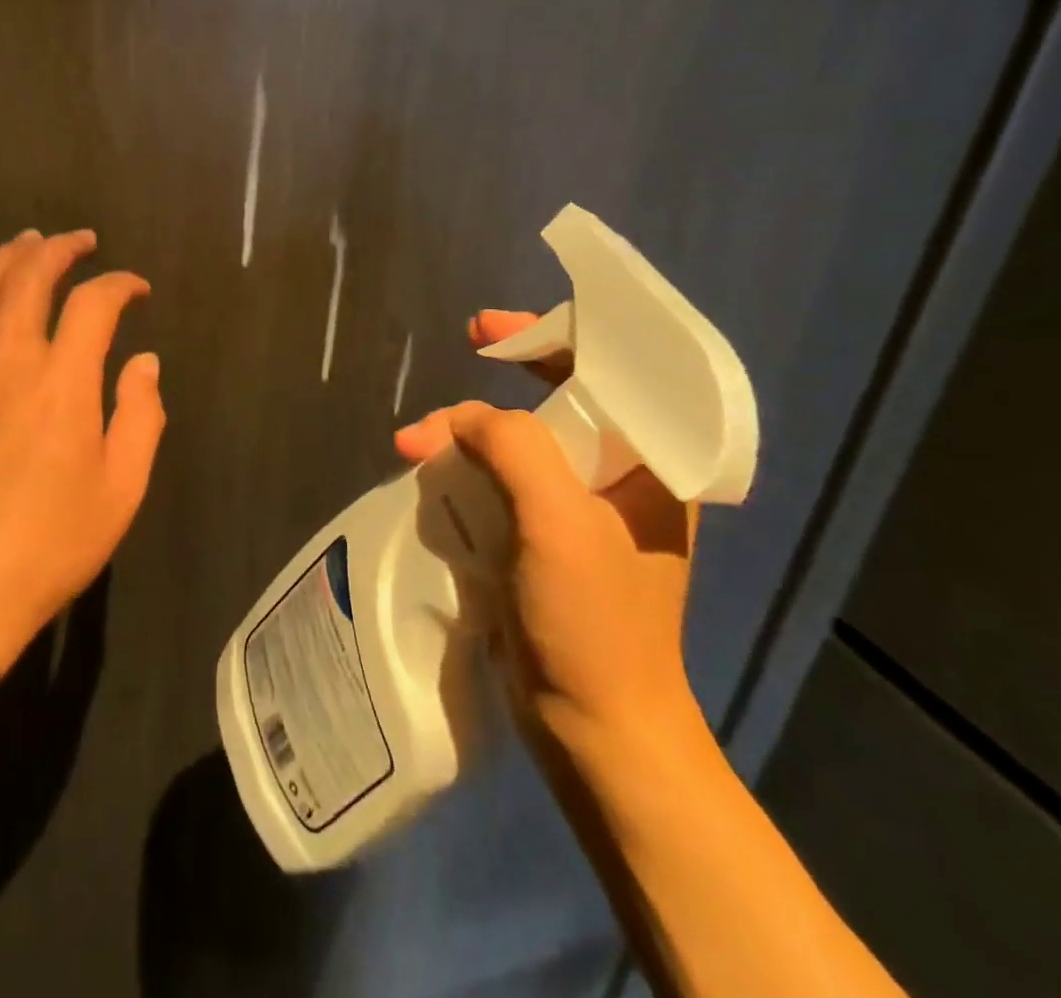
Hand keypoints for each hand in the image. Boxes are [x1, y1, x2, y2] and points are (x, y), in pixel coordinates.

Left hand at [0, 229, 164, 669]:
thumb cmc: (52, 541)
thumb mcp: (122, 487)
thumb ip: (141, 414)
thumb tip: (145, 363)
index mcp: (62, 382)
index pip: (93, 304)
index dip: (119, 285)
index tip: (136, 289)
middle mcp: (7, 362)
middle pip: (26, 277)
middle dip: (58, 249)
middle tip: (80, 240)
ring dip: (6, 259)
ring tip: (27, 243)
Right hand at [394, 310, 699, 749]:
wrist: (596, 730)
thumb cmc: (594, 622)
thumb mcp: (558, 521)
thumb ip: (515, 447)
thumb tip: (462, 420)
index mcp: (647, 465)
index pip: (606, 374)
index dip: (551, 338)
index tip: (492, 330)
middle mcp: (618, 480)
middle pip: (556, 403)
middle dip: (499, 381)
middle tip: (458, 352)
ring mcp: (579, 514)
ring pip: (519, 445)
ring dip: (467, 433)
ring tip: (413, 444)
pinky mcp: (544, 542)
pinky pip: (502, 483)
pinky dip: (465, 469)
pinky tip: (429, 472)